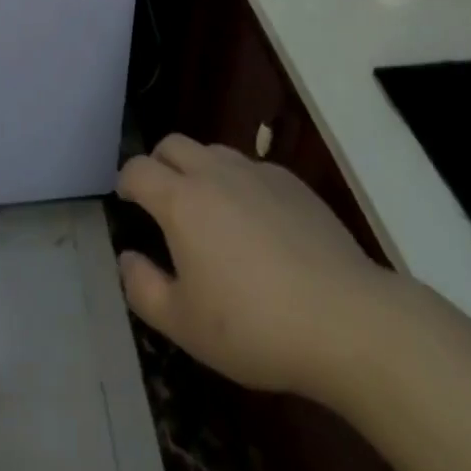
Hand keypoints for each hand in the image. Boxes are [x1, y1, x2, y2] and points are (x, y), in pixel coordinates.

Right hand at [116, 135, 393, 398]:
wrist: (344, 319)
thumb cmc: (254, 325)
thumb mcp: (185, 325)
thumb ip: (143, 288)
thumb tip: (127, 257)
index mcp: (181, 200)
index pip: (138, 169)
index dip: (126, 181)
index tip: (127, 200)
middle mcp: (213, 172)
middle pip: (173, 145)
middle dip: (159, 164)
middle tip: (163, 201)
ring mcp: (255, 172)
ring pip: (213, 152)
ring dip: (199, 171)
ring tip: (210, 213)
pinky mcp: (291, 182)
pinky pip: (252, 170)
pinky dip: (240, 185)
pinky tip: (258, 226)